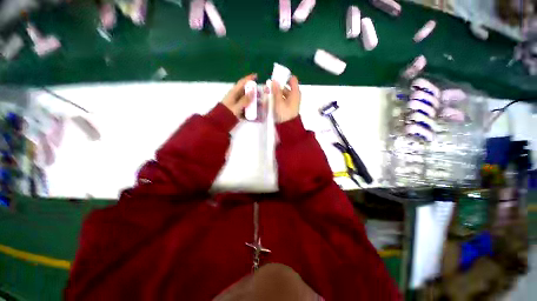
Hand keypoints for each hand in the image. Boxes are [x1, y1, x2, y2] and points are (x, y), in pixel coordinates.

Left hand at [222, 74, 256, 117]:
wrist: (221, 121)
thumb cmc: (228, 112)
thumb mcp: (237, 106)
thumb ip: (245, 99)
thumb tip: (252, 91)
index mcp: (234, 92)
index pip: (242, 82)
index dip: (249, 78)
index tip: (256, 76)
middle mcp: (235, 95)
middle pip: (245, 90)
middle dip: (253, 91)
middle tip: (260, 93)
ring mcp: (236, 102)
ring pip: (246, 98)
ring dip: (252, 100)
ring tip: (259, 103)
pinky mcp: (237, 108)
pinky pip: (245, 105)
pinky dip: (250, 106)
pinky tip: (254, 110)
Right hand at [272, 76, 300, 122]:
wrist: (288, 126)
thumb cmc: (285, 113)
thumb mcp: (279, 102)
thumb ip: (276, 91)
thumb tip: (274, 80)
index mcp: (295, 92)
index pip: (292, 79)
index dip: (285, 77)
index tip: (276, 79)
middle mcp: (295, 95)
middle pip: (287, 87)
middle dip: (278, 87)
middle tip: (269, 87)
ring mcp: (292, 101)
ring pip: (284, 94)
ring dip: (277, 93)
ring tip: (269, 94)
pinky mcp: (289, 106)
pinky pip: (283, 99)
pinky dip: (278, 98)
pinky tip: (272, 101)